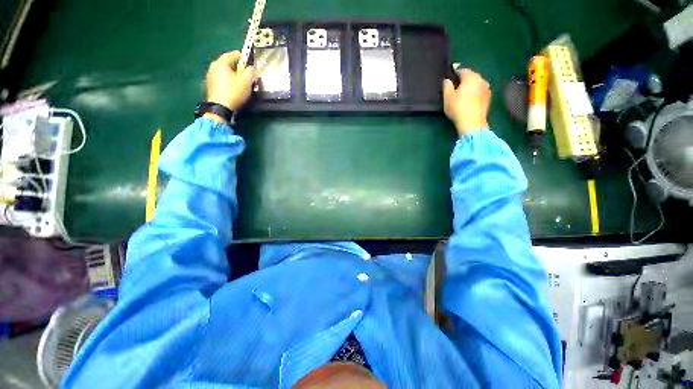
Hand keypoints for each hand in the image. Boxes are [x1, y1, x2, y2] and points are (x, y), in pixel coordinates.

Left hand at [205, 51, 255, 116]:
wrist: (219, 111)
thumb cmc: (233, 92)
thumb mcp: (247, 78)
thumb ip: (251, 69)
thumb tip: (249, 68)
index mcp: (221, 62)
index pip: (236, 54)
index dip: (246, 58)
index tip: (251, 66)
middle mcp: (213, 67)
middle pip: (230, 62)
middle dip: (239, 66)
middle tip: (247, 74)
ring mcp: (209, 77)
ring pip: (225, 71)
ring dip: (234, 74)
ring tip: (241, 82)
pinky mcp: (210, 86)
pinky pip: (221, 79)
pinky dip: (228, 81)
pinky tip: (233, 88)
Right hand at [443, 69, 490, 135]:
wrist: (473, 125)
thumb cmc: (459, 108)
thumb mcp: (447, 96)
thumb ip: (446, 84)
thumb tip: (448, 80)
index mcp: (470, 76)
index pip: (461, 70)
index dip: (454, 75)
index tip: (450, 82)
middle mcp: (481, 79)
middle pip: (470, 75)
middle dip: (464, 79)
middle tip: (456, 87)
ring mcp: (487, 89)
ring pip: (476, 83)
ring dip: (471, 85)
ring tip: (464, 93)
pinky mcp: (489, 98)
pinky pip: (480, 90)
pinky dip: (476, 92)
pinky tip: (471, 99)